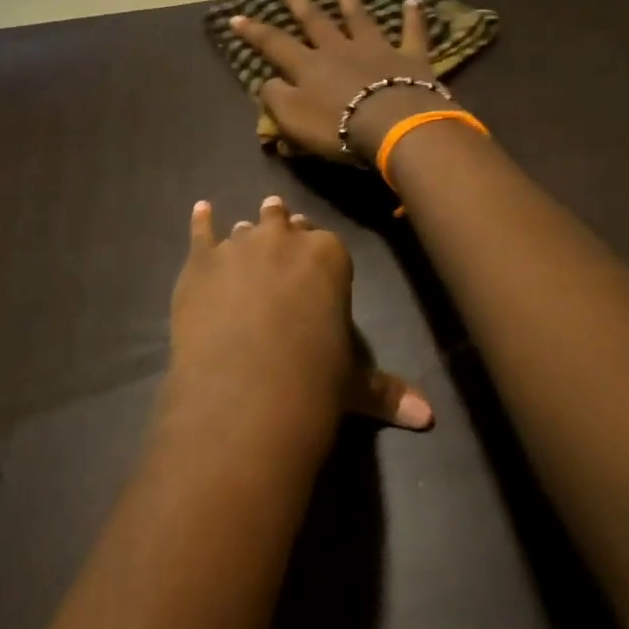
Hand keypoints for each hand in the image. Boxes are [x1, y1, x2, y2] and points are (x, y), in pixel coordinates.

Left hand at [164, 196, 432, 459]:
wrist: (246, 395)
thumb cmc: (312, 383)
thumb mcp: (354, 384)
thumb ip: (387, 390)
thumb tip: (428, 417)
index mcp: (329, 256)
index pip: (326, 244)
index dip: (318, 254)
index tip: (313, 261)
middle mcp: (283, 240)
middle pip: (284, 224)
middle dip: (284, 231)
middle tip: (281, 239)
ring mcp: (238, 247)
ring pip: (244, 230)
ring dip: (246, 234)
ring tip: (242, 234)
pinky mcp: (200, 263)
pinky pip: (200, 232)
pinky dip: (201, 221)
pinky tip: (201, 210)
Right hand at [230, 0, 441, 161]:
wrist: (394, 124)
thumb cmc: (339, 126)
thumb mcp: (293, 120)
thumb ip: (276, 99)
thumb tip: (267, 83)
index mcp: (309, 66)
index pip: (274, 44)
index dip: (254, 32)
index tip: (236, 17)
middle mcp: (340, 49)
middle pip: (316, 21)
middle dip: (299, 3)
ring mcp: (376, 49)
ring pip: (359, 18)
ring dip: (348, 0)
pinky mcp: (409, 58)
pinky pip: (412, 32)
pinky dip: (414, 17)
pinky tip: (414, 1)